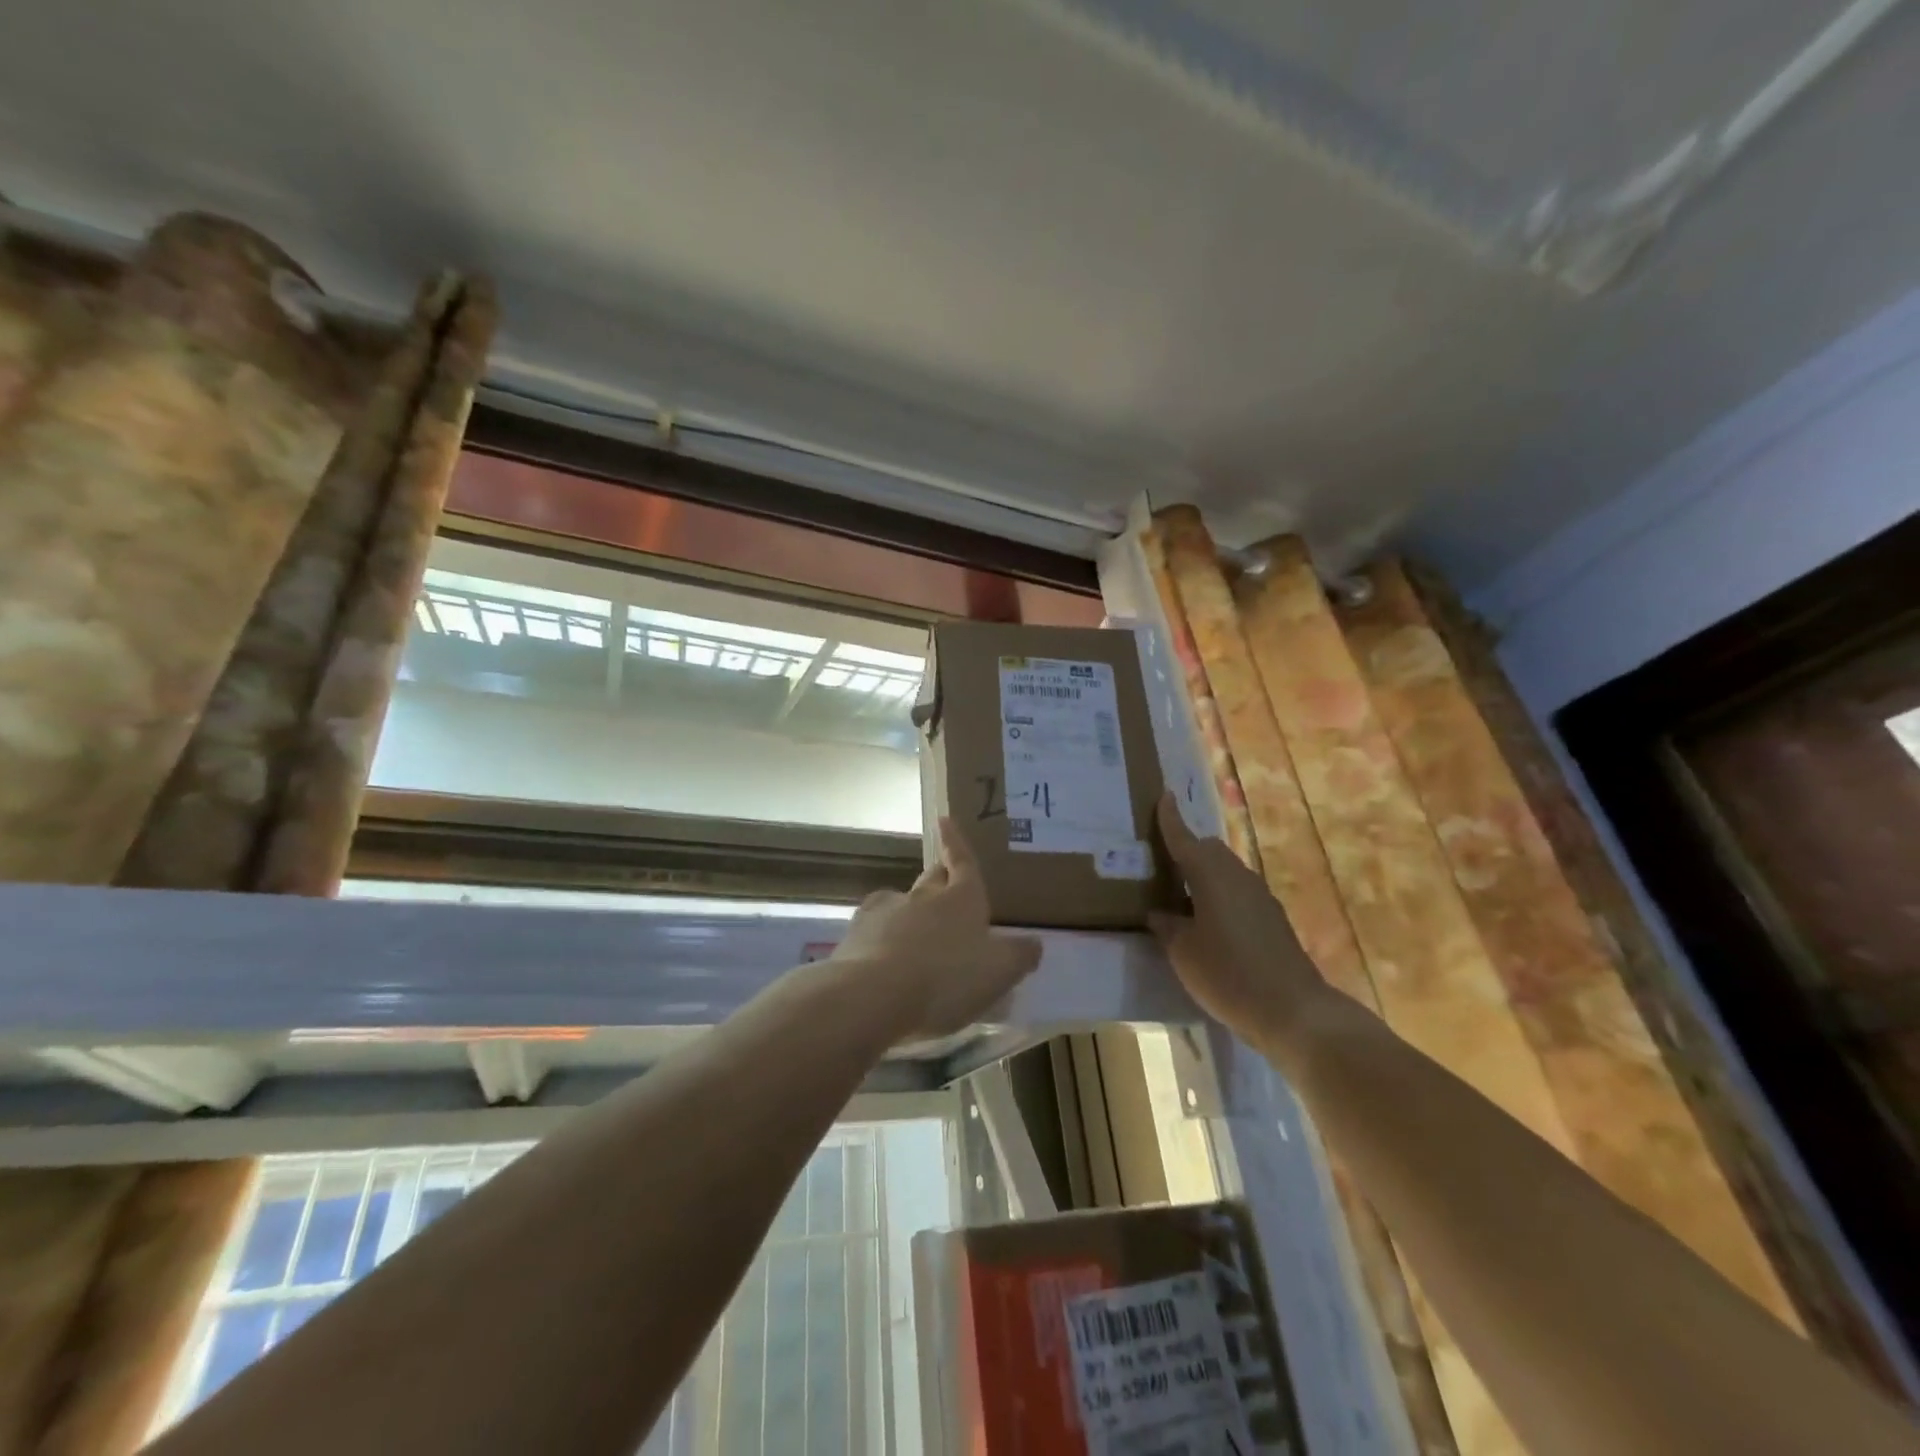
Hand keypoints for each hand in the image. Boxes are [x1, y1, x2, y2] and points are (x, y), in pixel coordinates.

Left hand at [830, 818, 1042, 1039]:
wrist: (874, 993)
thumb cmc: (947, 978)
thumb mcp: (999, 972)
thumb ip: (1019, 956)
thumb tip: (1034, 942)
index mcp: (962, 898)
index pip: (962, 861)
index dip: (956, 842)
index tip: (944, 819)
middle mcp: (923, 895)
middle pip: (933, 878)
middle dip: (940, 879)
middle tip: (947, 889)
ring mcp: (886, 911)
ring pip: (901, 902)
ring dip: (909, 912)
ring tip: (915, 936)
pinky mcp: (857, 933)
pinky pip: (874, 927)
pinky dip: (881, 936)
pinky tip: (883, 958)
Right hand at [1150, 793, 1333, 1066]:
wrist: (1294, 1010)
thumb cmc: (1228, 975)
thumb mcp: (1183, 953)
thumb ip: (1167, 927)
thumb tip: (1159, 913)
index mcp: (1210, 877)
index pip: (1184, 839)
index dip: (1171, 819)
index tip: (1164, 795)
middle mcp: (1237, 877)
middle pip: (1210, 850)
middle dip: (1188, 850)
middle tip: (1163, 866)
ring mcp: (1260, 896)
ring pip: (1227, 871)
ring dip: (1205, 876)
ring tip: (1182, 899)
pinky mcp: (1273, 918)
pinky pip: (1239, 892)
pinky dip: (1221, 896)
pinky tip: (1210, 924)